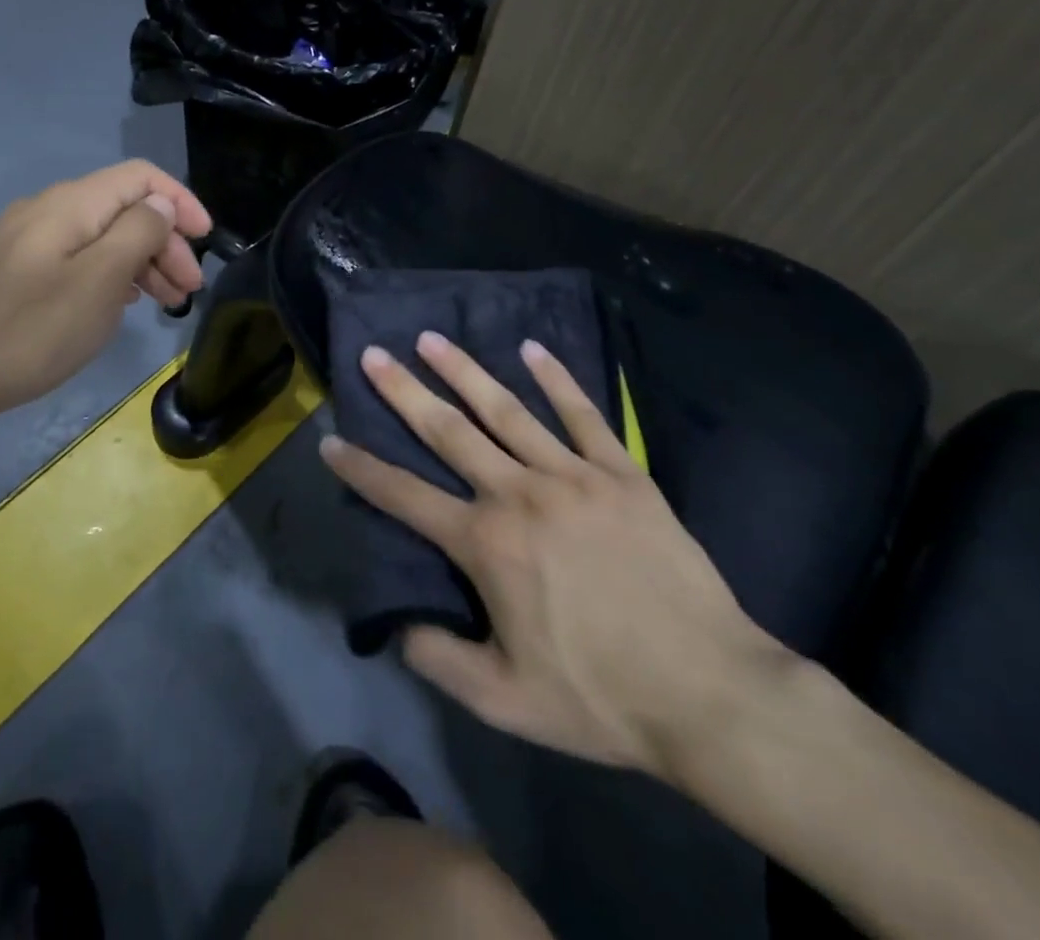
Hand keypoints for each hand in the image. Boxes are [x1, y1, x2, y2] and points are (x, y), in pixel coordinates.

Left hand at [0, 161, 211, 426]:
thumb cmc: (28, 330)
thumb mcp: (98, 282)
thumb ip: (137, 234)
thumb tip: (159, 206)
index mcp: (71, 205)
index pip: (141, 177)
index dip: (180, 201)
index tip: (207, 240)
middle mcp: (48, 210)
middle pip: (123, 208)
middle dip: (165, 242)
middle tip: (188, 290)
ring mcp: (26, 240)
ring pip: (101, 236)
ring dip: (141, 261)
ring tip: (165, 303)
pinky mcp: (14, 270)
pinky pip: (77, 258)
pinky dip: (110, 274)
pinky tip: (120, 303)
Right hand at [321, 333, 788, 786]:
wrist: (709, 692)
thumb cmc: (600, 696)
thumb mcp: (504, 700)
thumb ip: (439, 659)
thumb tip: (399, 623)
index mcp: (486, 545)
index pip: (404, 497)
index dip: (361, 468)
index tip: (330, 440)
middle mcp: (519, 494)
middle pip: (449, 432)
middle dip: (404, 391)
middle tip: (374, 354)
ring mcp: (573, 476)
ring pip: (507, 411)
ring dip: (465, 371)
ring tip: (432, 338)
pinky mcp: (622, 472)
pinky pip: (583, 415)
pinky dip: (557, 379)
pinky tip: (532, 348)